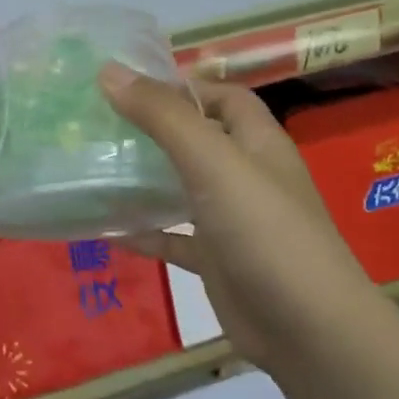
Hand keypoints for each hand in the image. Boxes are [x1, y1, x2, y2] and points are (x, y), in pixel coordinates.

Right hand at [101, 64, 371, 372]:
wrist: (305, 327)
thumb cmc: (264, 232)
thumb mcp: (213, 163)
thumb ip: (164, 117)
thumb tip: (110, 71)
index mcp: (257, 143)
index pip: (222, 96)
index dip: (183, 84)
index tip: (129, 84)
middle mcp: (246, 176)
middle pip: (197, 141)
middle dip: (153, 131)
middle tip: (97, 125)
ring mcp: (232, 221)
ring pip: (182, 190)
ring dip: (144, 181)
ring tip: (93, 169)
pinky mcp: (217, 260)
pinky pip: (174, 239)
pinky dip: (145, 233)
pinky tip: (107, 231)